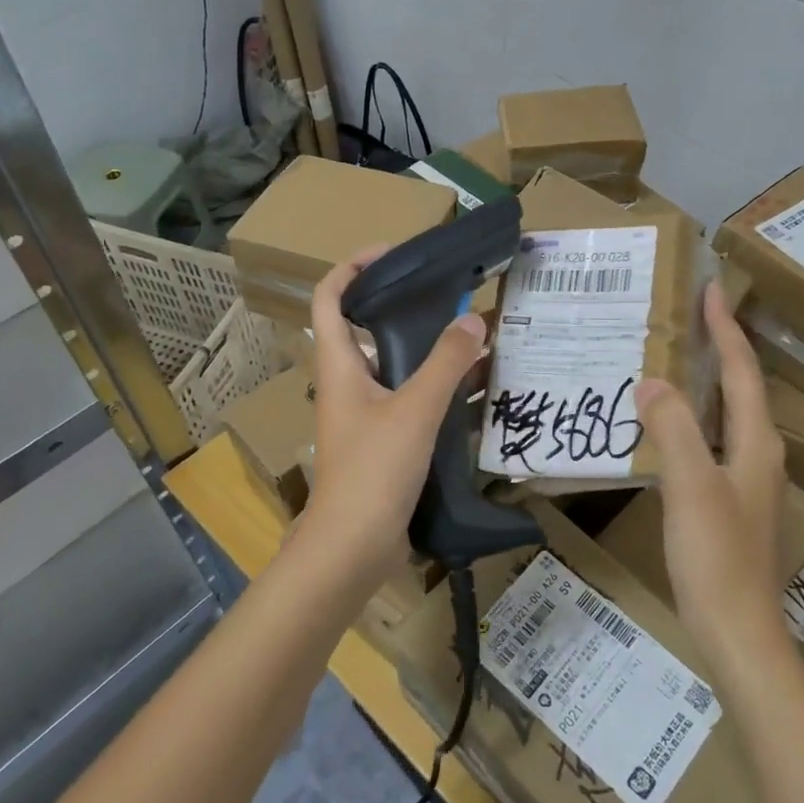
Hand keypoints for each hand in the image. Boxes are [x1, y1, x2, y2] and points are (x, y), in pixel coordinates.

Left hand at [299, 246, 486, 581]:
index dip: (353, 267)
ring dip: (426, 352)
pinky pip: (409, 402)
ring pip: (393, 368)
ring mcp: (362, 416)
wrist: (352, 549)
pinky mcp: (381, 443)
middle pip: (366, 329)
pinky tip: (471, 391)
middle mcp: (346, 383)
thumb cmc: (373, 471)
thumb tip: (473, 319)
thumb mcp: (414, 410)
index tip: (393, 254)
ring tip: (469, 338)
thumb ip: (445, 363)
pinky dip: (435, 390)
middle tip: (448, 297)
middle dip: (403, 308)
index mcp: (339, 365)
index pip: (330, 297)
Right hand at [634, 282, 787, 679]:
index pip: (742, 372)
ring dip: (706, 382)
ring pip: (726, 416)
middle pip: (742, 389)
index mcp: (756, 444)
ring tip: (674, 358)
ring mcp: (746, 482)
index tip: (712, 289)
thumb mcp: (690, 487)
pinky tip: (666, 425)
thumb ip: (673, 429)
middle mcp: (758, 455)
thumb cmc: (716, 558)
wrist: (736, 633)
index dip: (726, 330)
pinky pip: (710, 442)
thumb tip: (652, 380)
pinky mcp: (729, 504)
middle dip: (720, 348)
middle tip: (689, 316)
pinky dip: (692, 418)